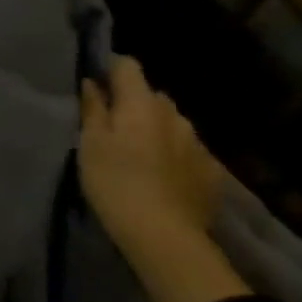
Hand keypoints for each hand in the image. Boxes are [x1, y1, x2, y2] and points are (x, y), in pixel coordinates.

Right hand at [79, 56, 248, 301]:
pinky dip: (172, 154)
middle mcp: (175, 115)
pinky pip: (186, 150)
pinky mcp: (211, 171)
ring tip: (137, 153)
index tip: (95, 83)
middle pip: (151, 95)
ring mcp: (198, 143)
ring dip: (154, 129)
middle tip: (110, 125)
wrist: (164, 235)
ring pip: (170, 123)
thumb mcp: (90, 144)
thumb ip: (93, 109)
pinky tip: (160, 175)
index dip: (110, 68)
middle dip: (132, 103)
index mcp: (142, 104)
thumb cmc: (115, 182)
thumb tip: (92, 82)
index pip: (128, 66)